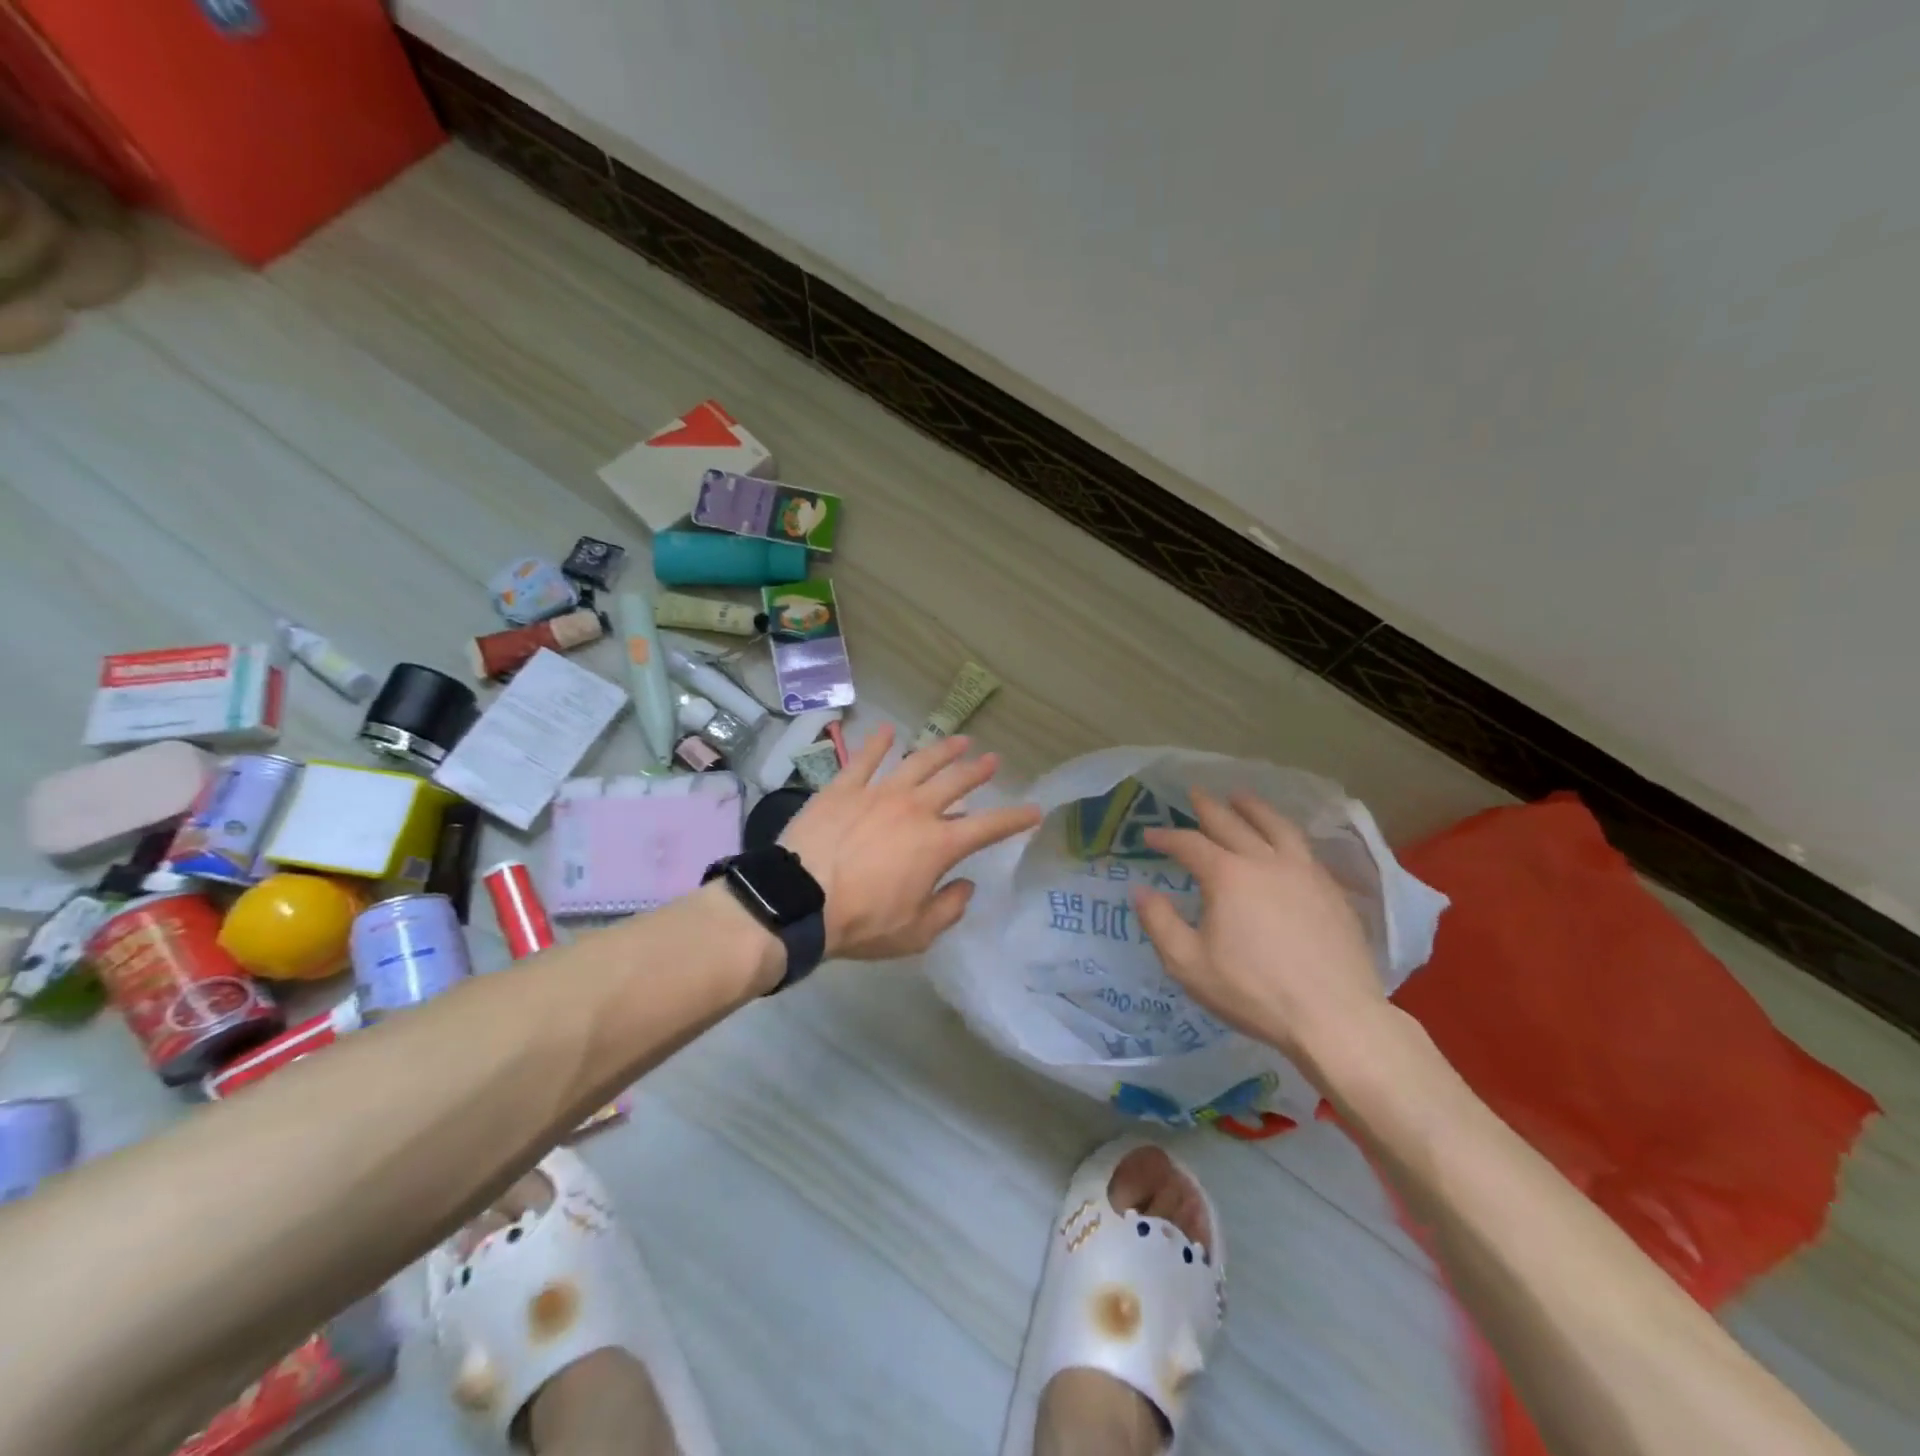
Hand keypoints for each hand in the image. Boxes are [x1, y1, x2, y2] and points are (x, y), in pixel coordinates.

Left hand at [781, 724, 1041, 960]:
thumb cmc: (861, 922)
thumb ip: (948, 908)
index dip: (1015, 818)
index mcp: (938, 844)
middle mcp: (915, 809)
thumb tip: (964, 885)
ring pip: (918, 761)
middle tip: (992, 760)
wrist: (798, 901)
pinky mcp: (844, 788)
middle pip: (956, 782)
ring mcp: (878, 792)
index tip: (1034, 810)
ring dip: (942, 749)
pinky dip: (879, 743)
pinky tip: (888, 730)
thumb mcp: (916, 932)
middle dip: (978, 770)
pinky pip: (865, 759)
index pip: (989, 827)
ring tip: (959, 739)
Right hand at [1132, 788, 1386, 1076]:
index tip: (1149, 835)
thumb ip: (1160, 923)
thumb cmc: (1253, 992)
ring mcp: (1304, 872)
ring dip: (1254, 808)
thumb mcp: (1189, 964)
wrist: (1334, 1017)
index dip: (1166, 837)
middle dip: (1209, 808)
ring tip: (1241, 797)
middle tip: (1194, 793)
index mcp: (1227, 876)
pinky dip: (1285, 833)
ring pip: (1276, 826)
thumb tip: (1141, 891)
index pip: (1189, 844)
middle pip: (1233, 823)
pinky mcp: (1331, 890)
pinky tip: (1284, 840)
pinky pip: (1304, 847)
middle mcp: (1265, 862)